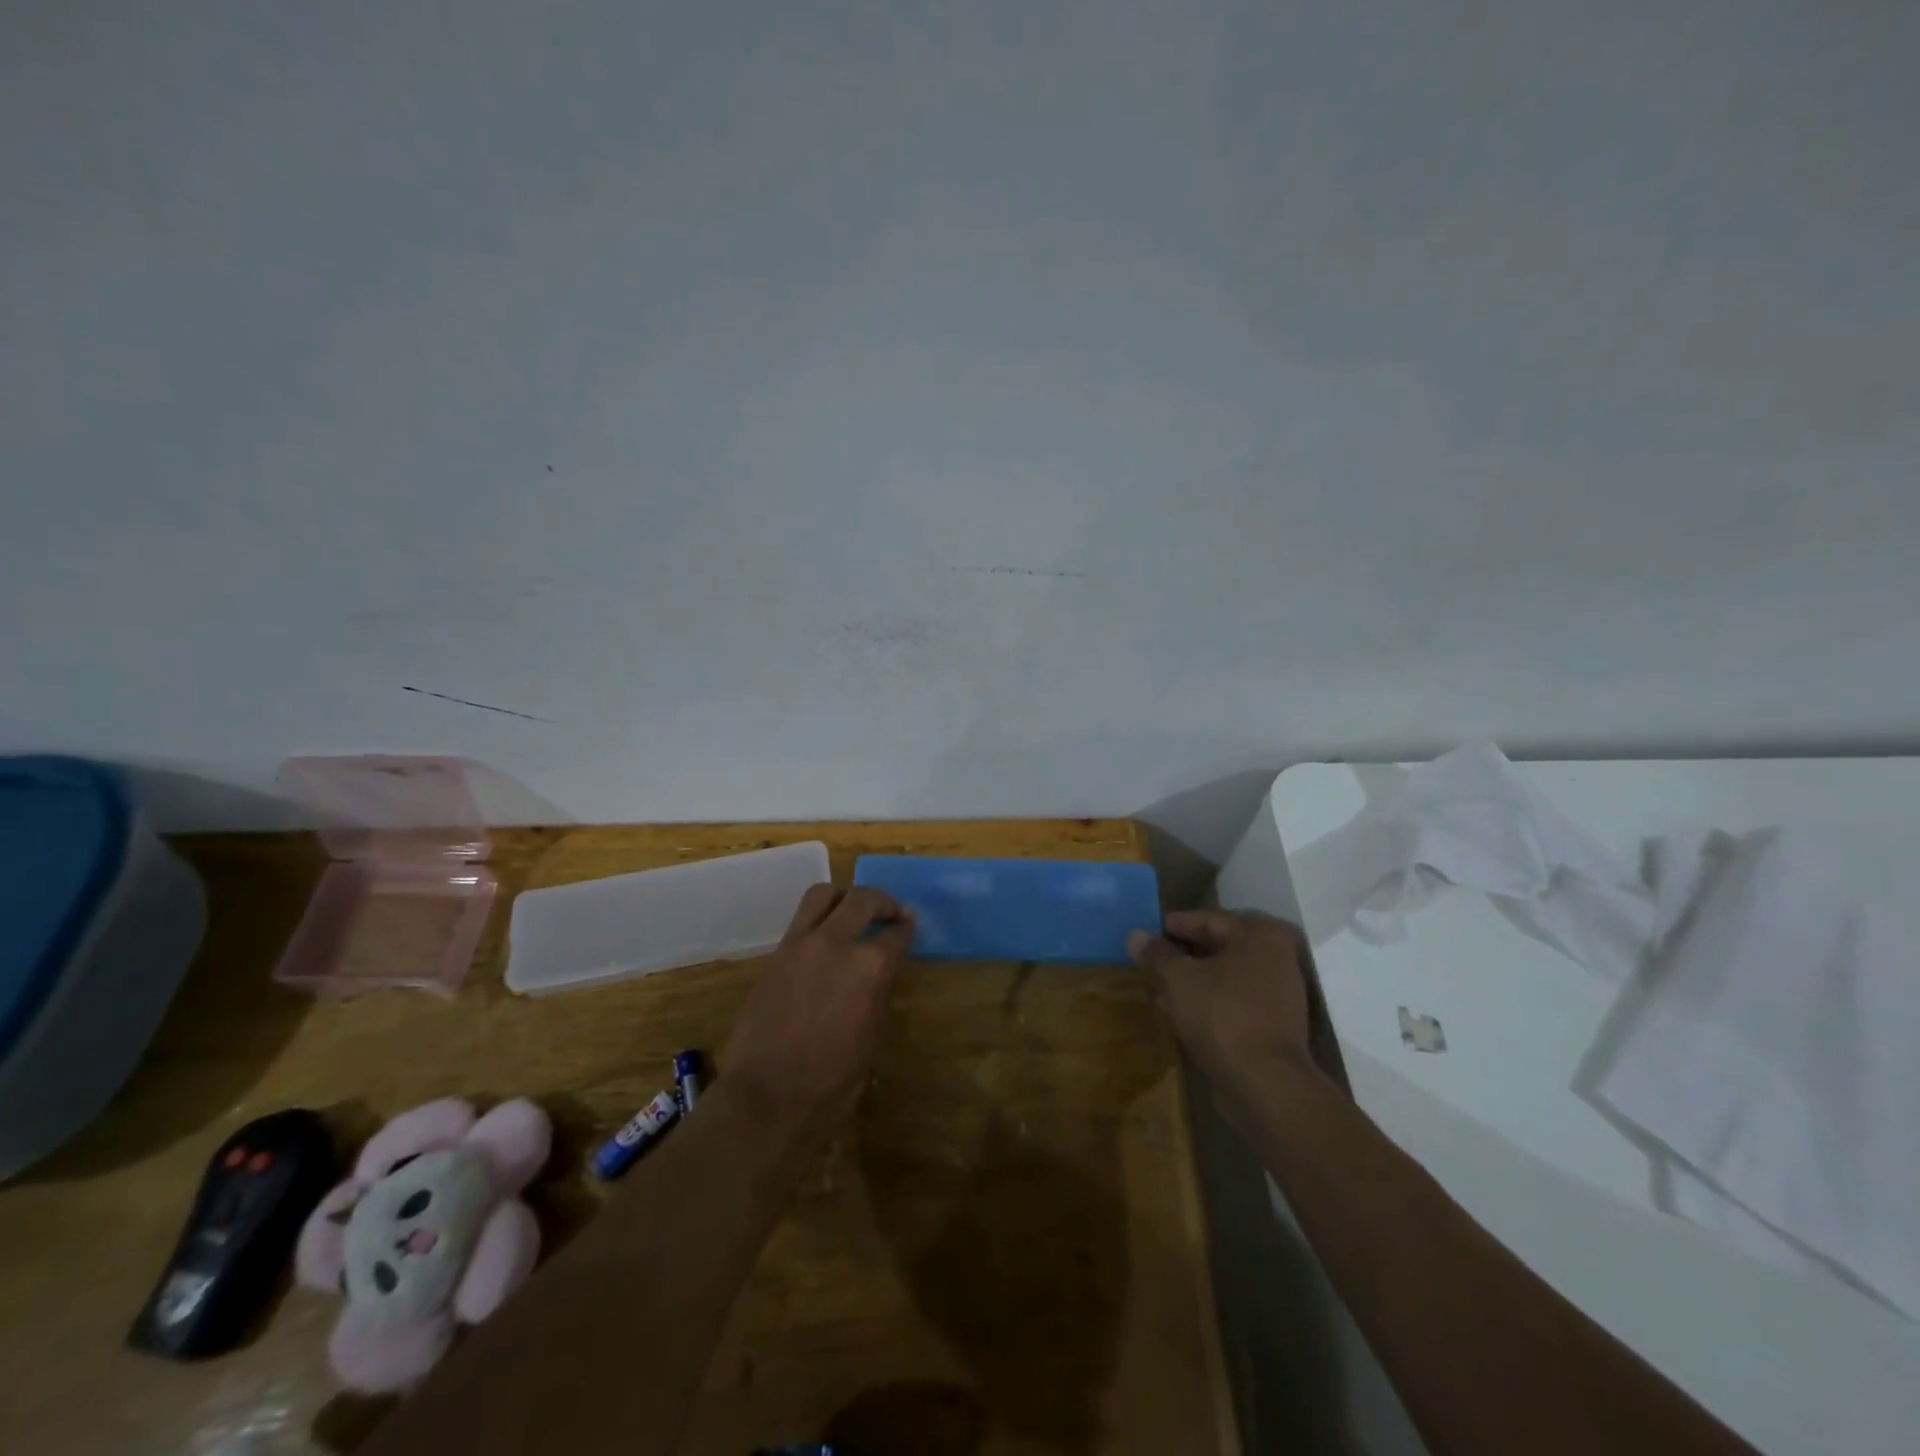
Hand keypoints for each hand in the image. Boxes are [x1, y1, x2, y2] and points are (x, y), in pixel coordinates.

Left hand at [722, 884, 913, 1143]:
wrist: (768, 1096)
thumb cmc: (832, 1080)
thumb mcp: (870, 1035)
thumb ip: (876, 991)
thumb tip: (879, 971)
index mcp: (870, 967)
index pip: (897, 933)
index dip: (906, 927)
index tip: (909, 924)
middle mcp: (836, 943)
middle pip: (863, 898)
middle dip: (881, 902)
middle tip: (888, 913)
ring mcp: (801, 944)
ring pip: (824, 894)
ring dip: (843, 899)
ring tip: (849, 915)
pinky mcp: (775, 954)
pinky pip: (800, 921)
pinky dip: (817, 921)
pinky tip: (823, 944)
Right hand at [1128, 910, 1322, 1113]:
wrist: (1265, 1084)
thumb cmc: (1221, 1015)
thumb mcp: (1179, 978)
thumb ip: (1157, 953)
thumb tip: (1136, 935)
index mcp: (1260, 935)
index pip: (1209, 919)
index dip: (1174, 925)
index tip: (1146, 931)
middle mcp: (1278, 958)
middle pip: (1220, 947)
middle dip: (1184, 953)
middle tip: (1152, 958)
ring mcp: (1281, 994)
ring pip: (1227, 976)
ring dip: (1195, 979)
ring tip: (1160, 985)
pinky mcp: (1276, 1025)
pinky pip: (1235, 1001)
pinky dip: (1210, 1001)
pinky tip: (1181, 1011)